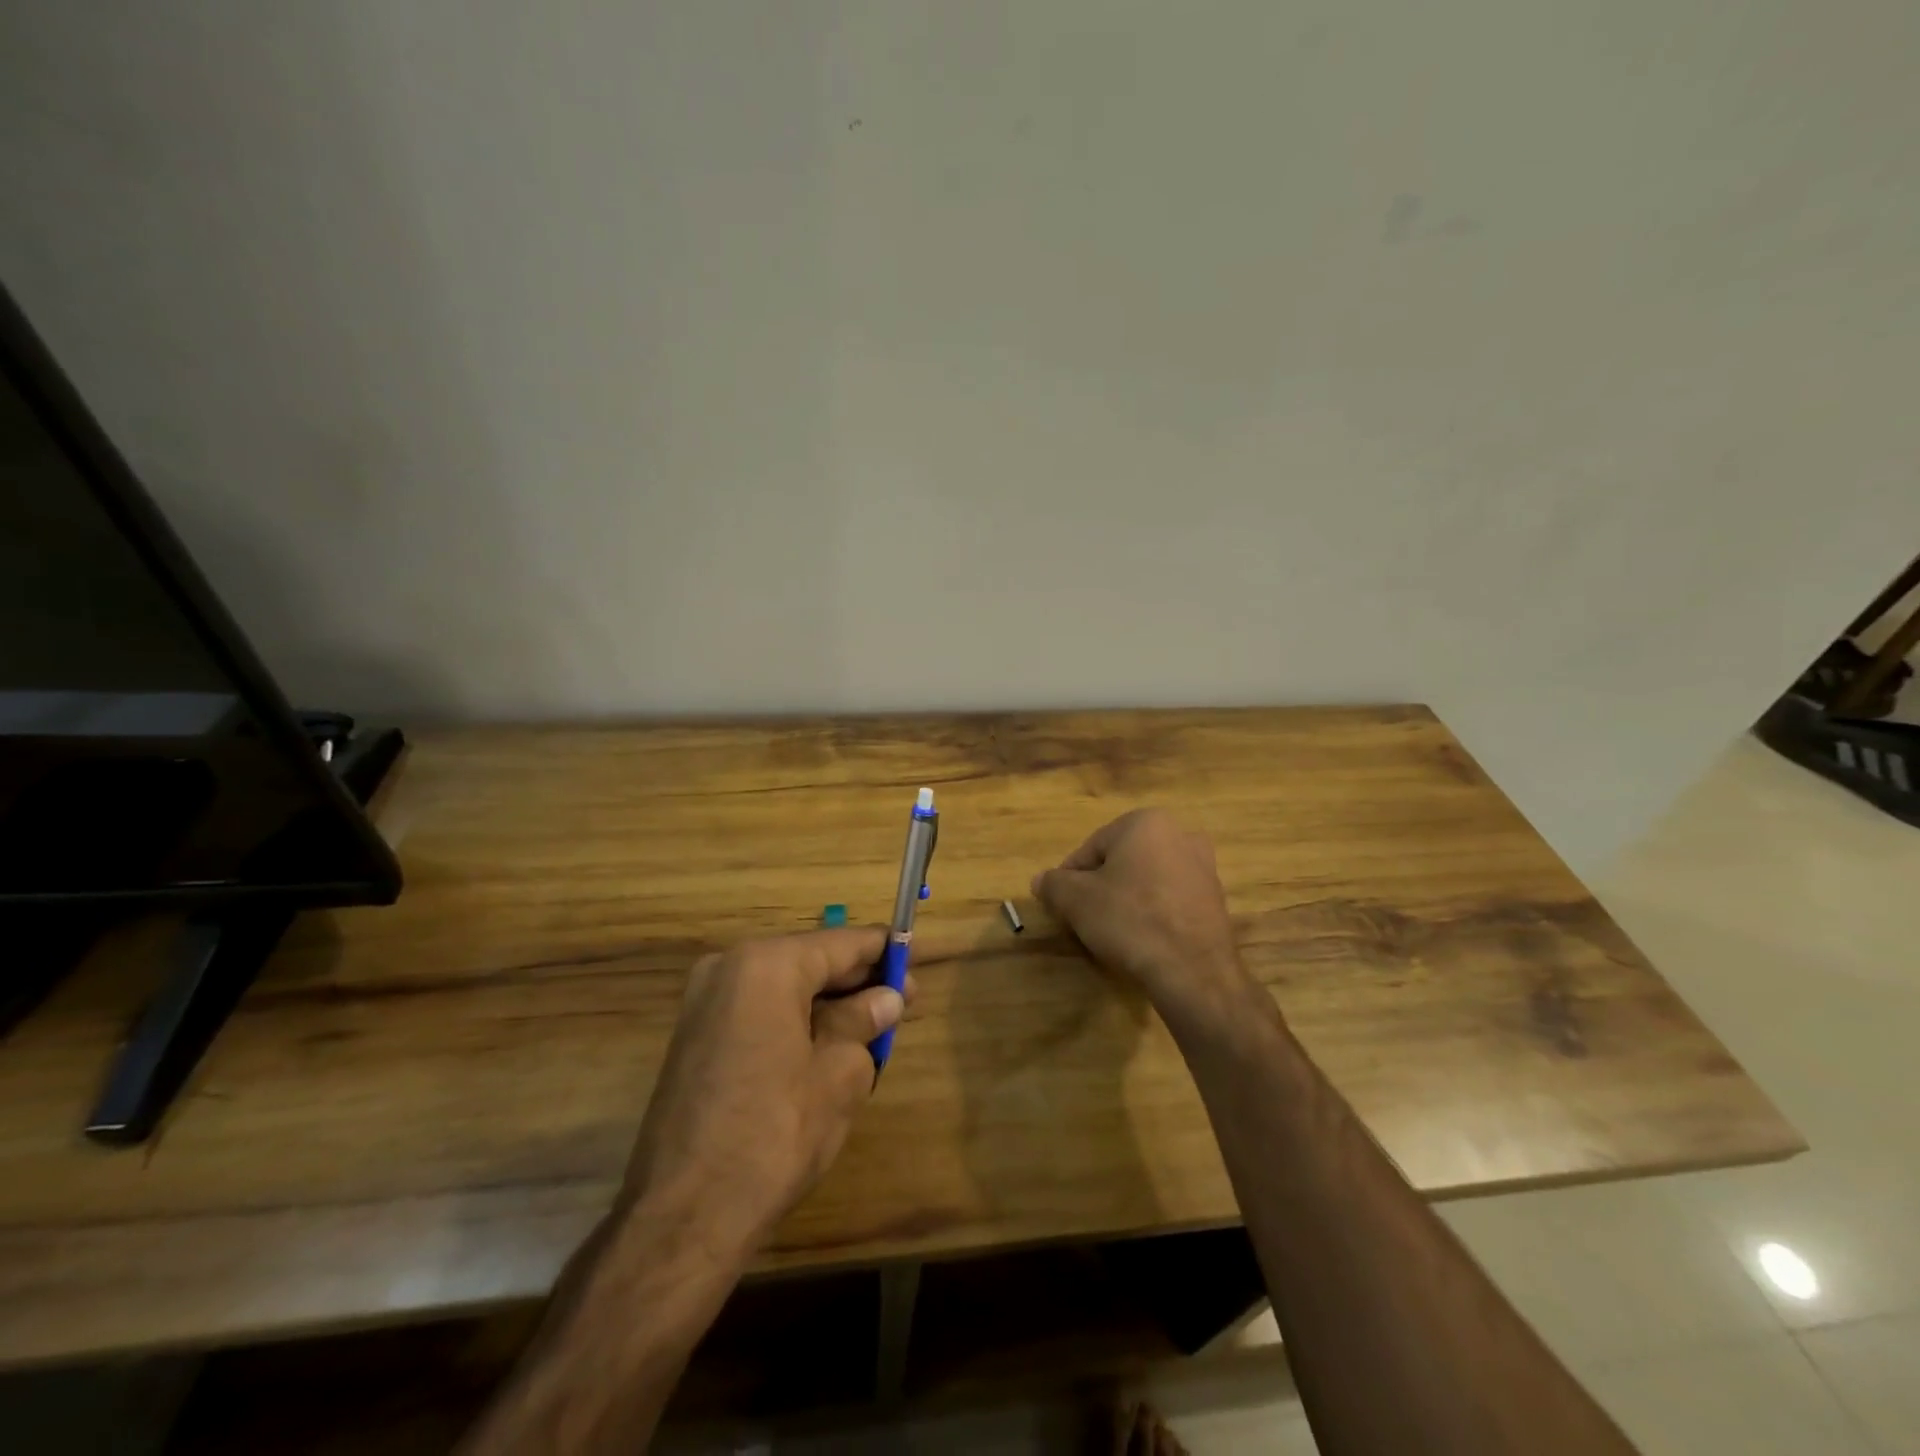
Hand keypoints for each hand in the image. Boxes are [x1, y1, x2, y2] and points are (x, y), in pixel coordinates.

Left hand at [620, 927, 907, 1252]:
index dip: (884, 953)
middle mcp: (729, 967)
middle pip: (810, 961)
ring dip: (828, 1004)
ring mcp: (705, 1002)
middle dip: (856, 982)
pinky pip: (759, 1010)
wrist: (684, 1216)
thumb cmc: (774, 1134)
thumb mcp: (839, 1074)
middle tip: (900, 1006)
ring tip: (870, 1032)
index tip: (915, 966)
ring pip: (785, 987)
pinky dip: (796, 1020)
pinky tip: (826, 1048)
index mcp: (766, 965)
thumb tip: (886, 999)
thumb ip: (864, 1023)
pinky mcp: (695, 1036)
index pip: (841, 944)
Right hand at [1032, 809, 1253, 1032]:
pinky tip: (1143, 941)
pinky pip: (1170, 900)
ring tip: (1113, 933)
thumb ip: (1054, 884)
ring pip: (1147, 880)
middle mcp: (1180, 834)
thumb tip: (1040, 880)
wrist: (1193, 971)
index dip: (1071, 878)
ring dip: (1127, 900)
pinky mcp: (1216, 900)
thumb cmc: (1129, 920)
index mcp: (1146, 822)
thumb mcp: (1076, 900)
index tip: (1063, 905)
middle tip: (1085, 919)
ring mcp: (1204, 868)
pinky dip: (1153, 914)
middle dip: (1101, 887)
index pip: (1091, 848)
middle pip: (1121, 861)